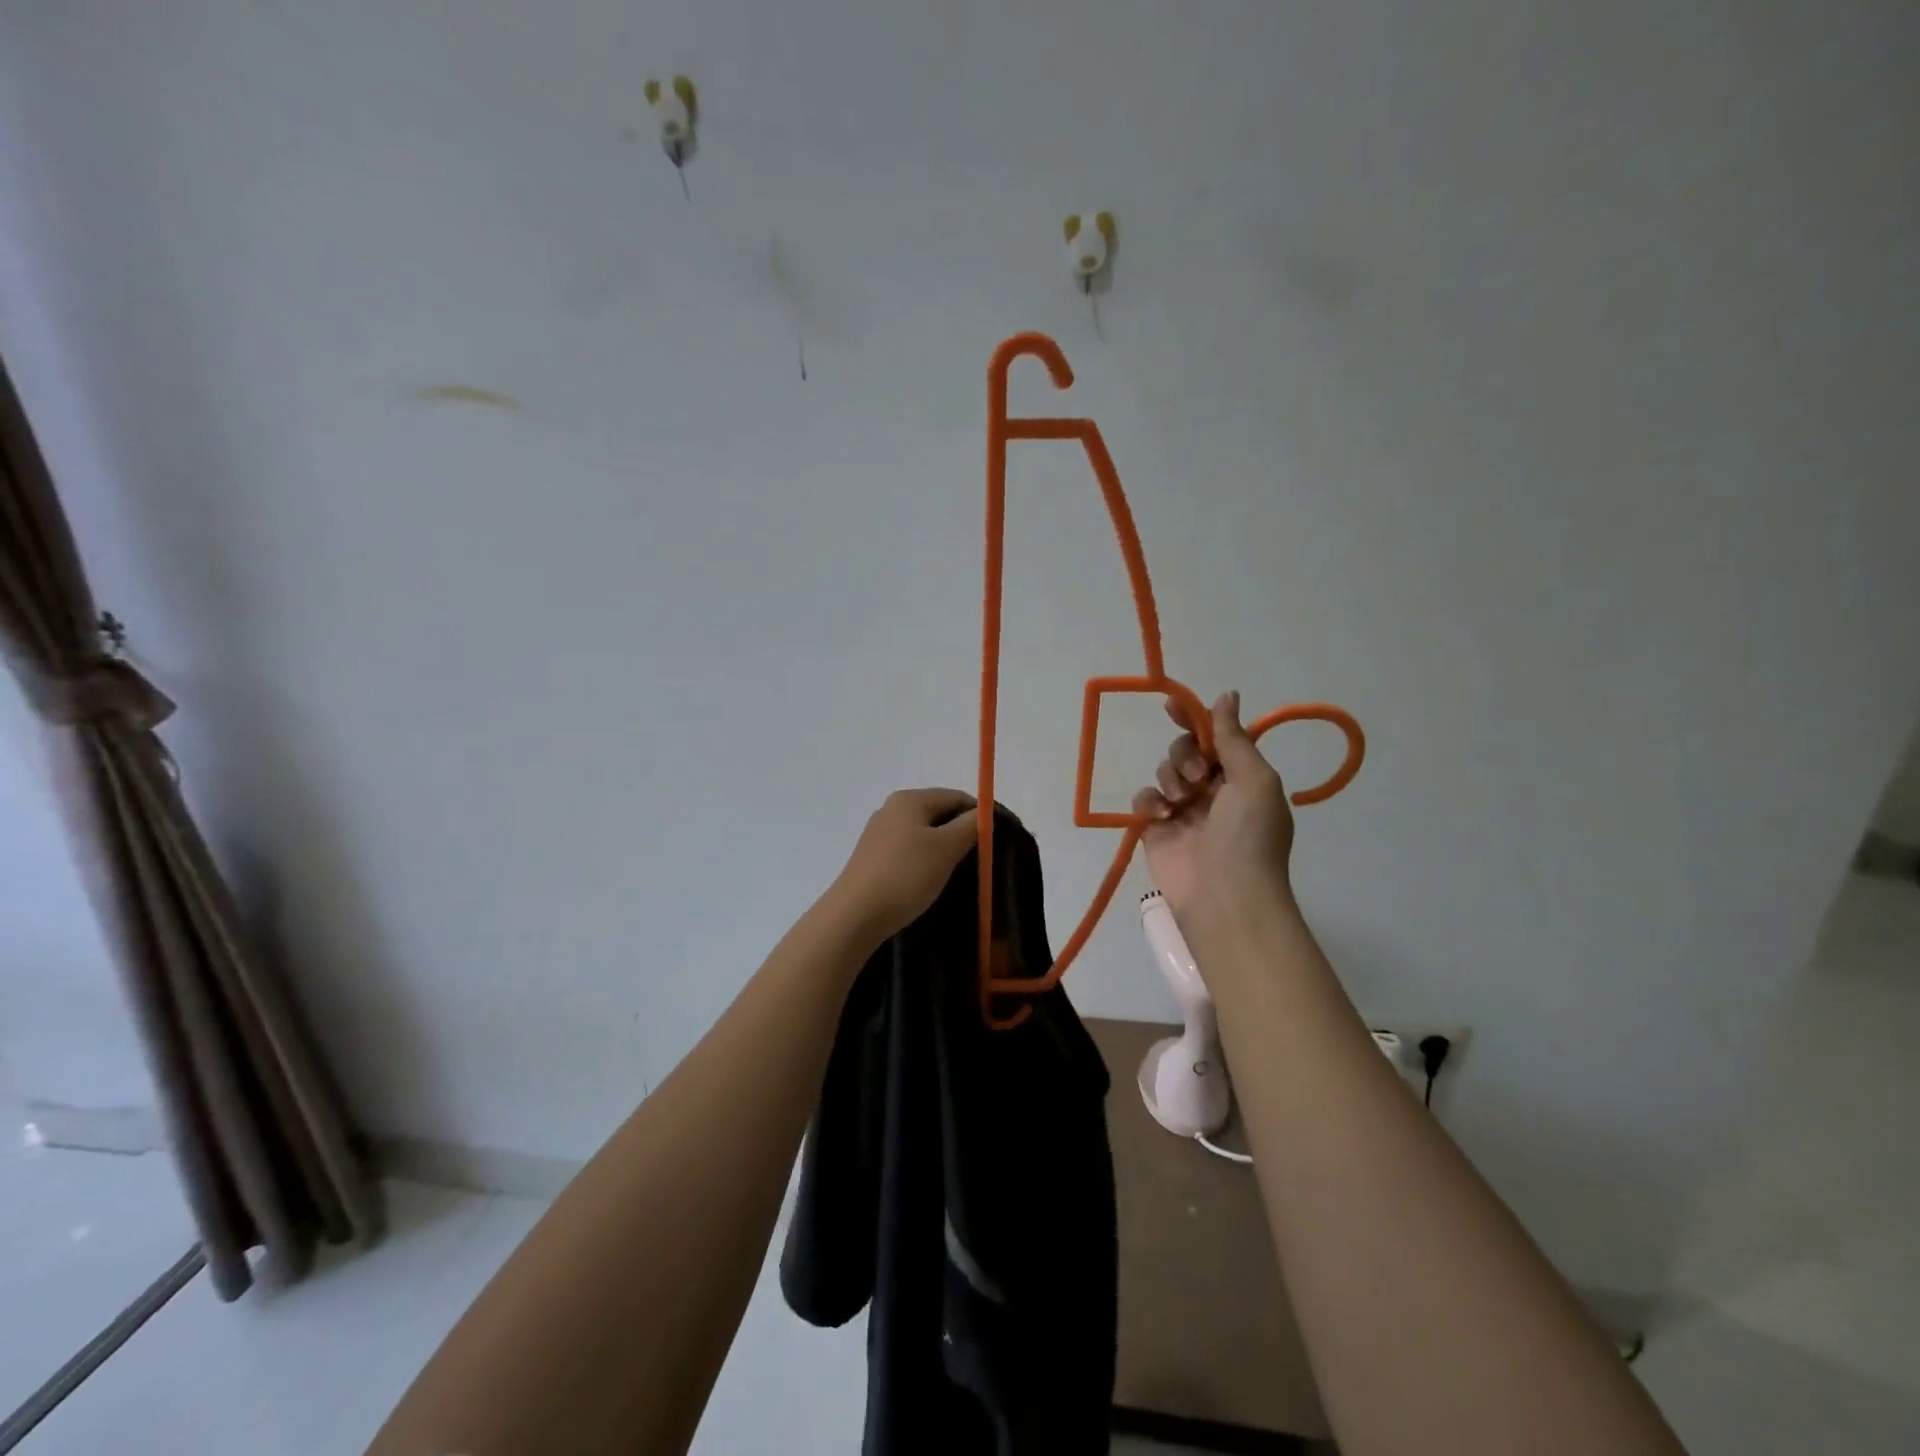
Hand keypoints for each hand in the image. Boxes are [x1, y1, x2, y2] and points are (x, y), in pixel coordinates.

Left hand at [830, 788, 978, 943]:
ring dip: (945, 848)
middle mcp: (892, 809)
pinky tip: (932, 880)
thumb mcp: (946, 848)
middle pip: (939, 813)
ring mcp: (879, 833)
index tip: (999, 839)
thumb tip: (984, 813)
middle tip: (983, 858)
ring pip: (924, 833)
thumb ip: (971, 826)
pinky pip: (909, 850)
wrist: (854, 916)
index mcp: (910, 799)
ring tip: (960, 872)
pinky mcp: (873, 857)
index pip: (957, 797)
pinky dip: (926, 859)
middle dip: (963, 831)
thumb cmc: (905, 876)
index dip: (981, 814)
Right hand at [1132, 692, 1294, 919]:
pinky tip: (1162, 816)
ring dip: (1171, 778)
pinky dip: (1150, 802)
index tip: (1172, 705)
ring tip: (1182, 803)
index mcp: (1241, 777)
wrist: (1224, 894)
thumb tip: (1227, 695)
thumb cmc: (1248, 833)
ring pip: (1164, 771)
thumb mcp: (1254, 778)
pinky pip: (1144, 798)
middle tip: (1196, 776)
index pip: (1215, 737)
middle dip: (1185, 754)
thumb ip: (1234, 737)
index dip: (1195, 718)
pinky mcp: (1155, 828)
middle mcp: (1212, 790)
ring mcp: (1183, 810)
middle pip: (1185, 750)